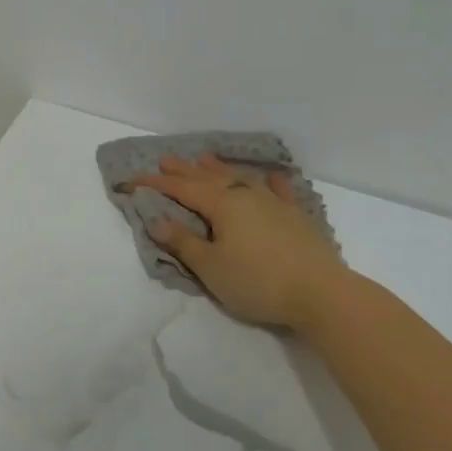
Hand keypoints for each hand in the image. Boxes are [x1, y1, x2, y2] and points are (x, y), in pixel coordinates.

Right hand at [129, 153, 345, 330]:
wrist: (320, 293)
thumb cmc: (257, 281)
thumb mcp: (211, 267)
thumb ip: (184, 243)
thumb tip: (157, 221)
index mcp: (222, 205)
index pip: (181, 190)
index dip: (155, 184)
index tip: (131, 180)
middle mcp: (246, 195)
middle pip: (208, 178)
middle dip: (183, 170)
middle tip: (165, 159)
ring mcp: (274, 203)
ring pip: (240, 178)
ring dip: (218, 168)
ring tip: (203, 158)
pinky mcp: (296, 216)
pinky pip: (279, 190)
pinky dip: (270, 181)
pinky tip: (270, 175)